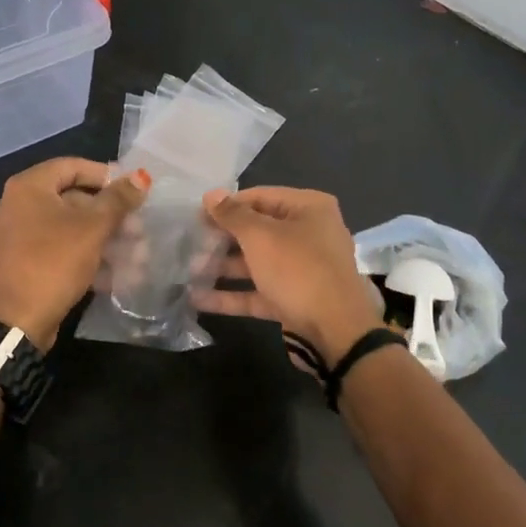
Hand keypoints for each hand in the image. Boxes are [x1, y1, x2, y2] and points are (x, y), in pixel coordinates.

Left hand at [0, 158, 149, 349]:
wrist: (17, 322)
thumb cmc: (54, 262)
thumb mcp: (92, 228)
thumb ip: (118, 200)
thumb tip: (140, 176)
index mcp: (28, 187)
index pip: (73, 166)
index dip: (106, 175)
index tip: (134, 190)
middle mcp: (19, 205)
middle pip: (74, 199)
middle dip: (111, 216)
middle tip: (139, 229)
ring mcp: (20, 235)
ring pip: (71, 228)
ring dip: (106, 240)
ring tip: (137, 255)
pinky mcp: (26, 262)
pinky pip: (61, 249)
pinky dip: (88, 256)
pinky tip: (118, 274)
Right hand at [191, 186, 384, 364]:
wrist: (337, 331)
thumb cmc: (298, 270)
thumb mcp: (261, 237)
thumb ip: (233, 215)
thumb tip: (211, 195)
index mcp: (309, 208)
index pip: (259, 197)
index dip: (226, 205)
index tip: (195, 216)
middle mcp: (308, 234)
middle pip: (257, 230)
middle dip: (221, 239)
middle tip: (189, 244)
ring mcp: (302, 269)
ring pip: (256, 262)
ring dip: (223, 267)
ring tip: (188, 271)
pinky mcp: (294, 299)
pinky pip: (259, 290)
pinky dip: (232, 294)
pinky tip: (199, 299)